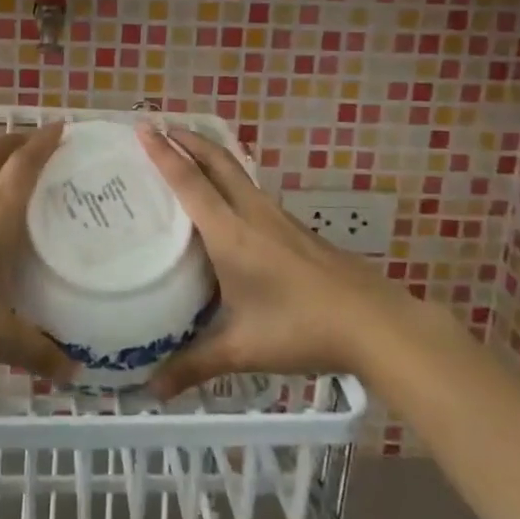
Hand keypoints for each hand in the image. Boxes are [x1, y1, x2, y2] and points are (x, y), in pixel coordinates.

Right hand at [138, 125, 387, 396]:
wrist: (376, 323)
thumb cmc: (302, 329)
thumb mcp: (242, 350)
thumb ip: (194, 365)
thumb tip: (151, 392)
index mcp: (231, 234)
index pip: (190, 183)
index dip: (164, 154)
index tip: (143, 128)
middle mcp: (253, 215)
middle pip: (217, 162)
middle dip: (188, 140)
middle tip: (161, 126)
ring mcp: (280, 219)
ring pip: (238, 173)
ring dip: (211, 155)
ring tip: (189, 154)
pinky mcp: (297, 229)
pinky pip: (254, 191)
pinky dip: (231, 179)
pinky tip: (231, 201)